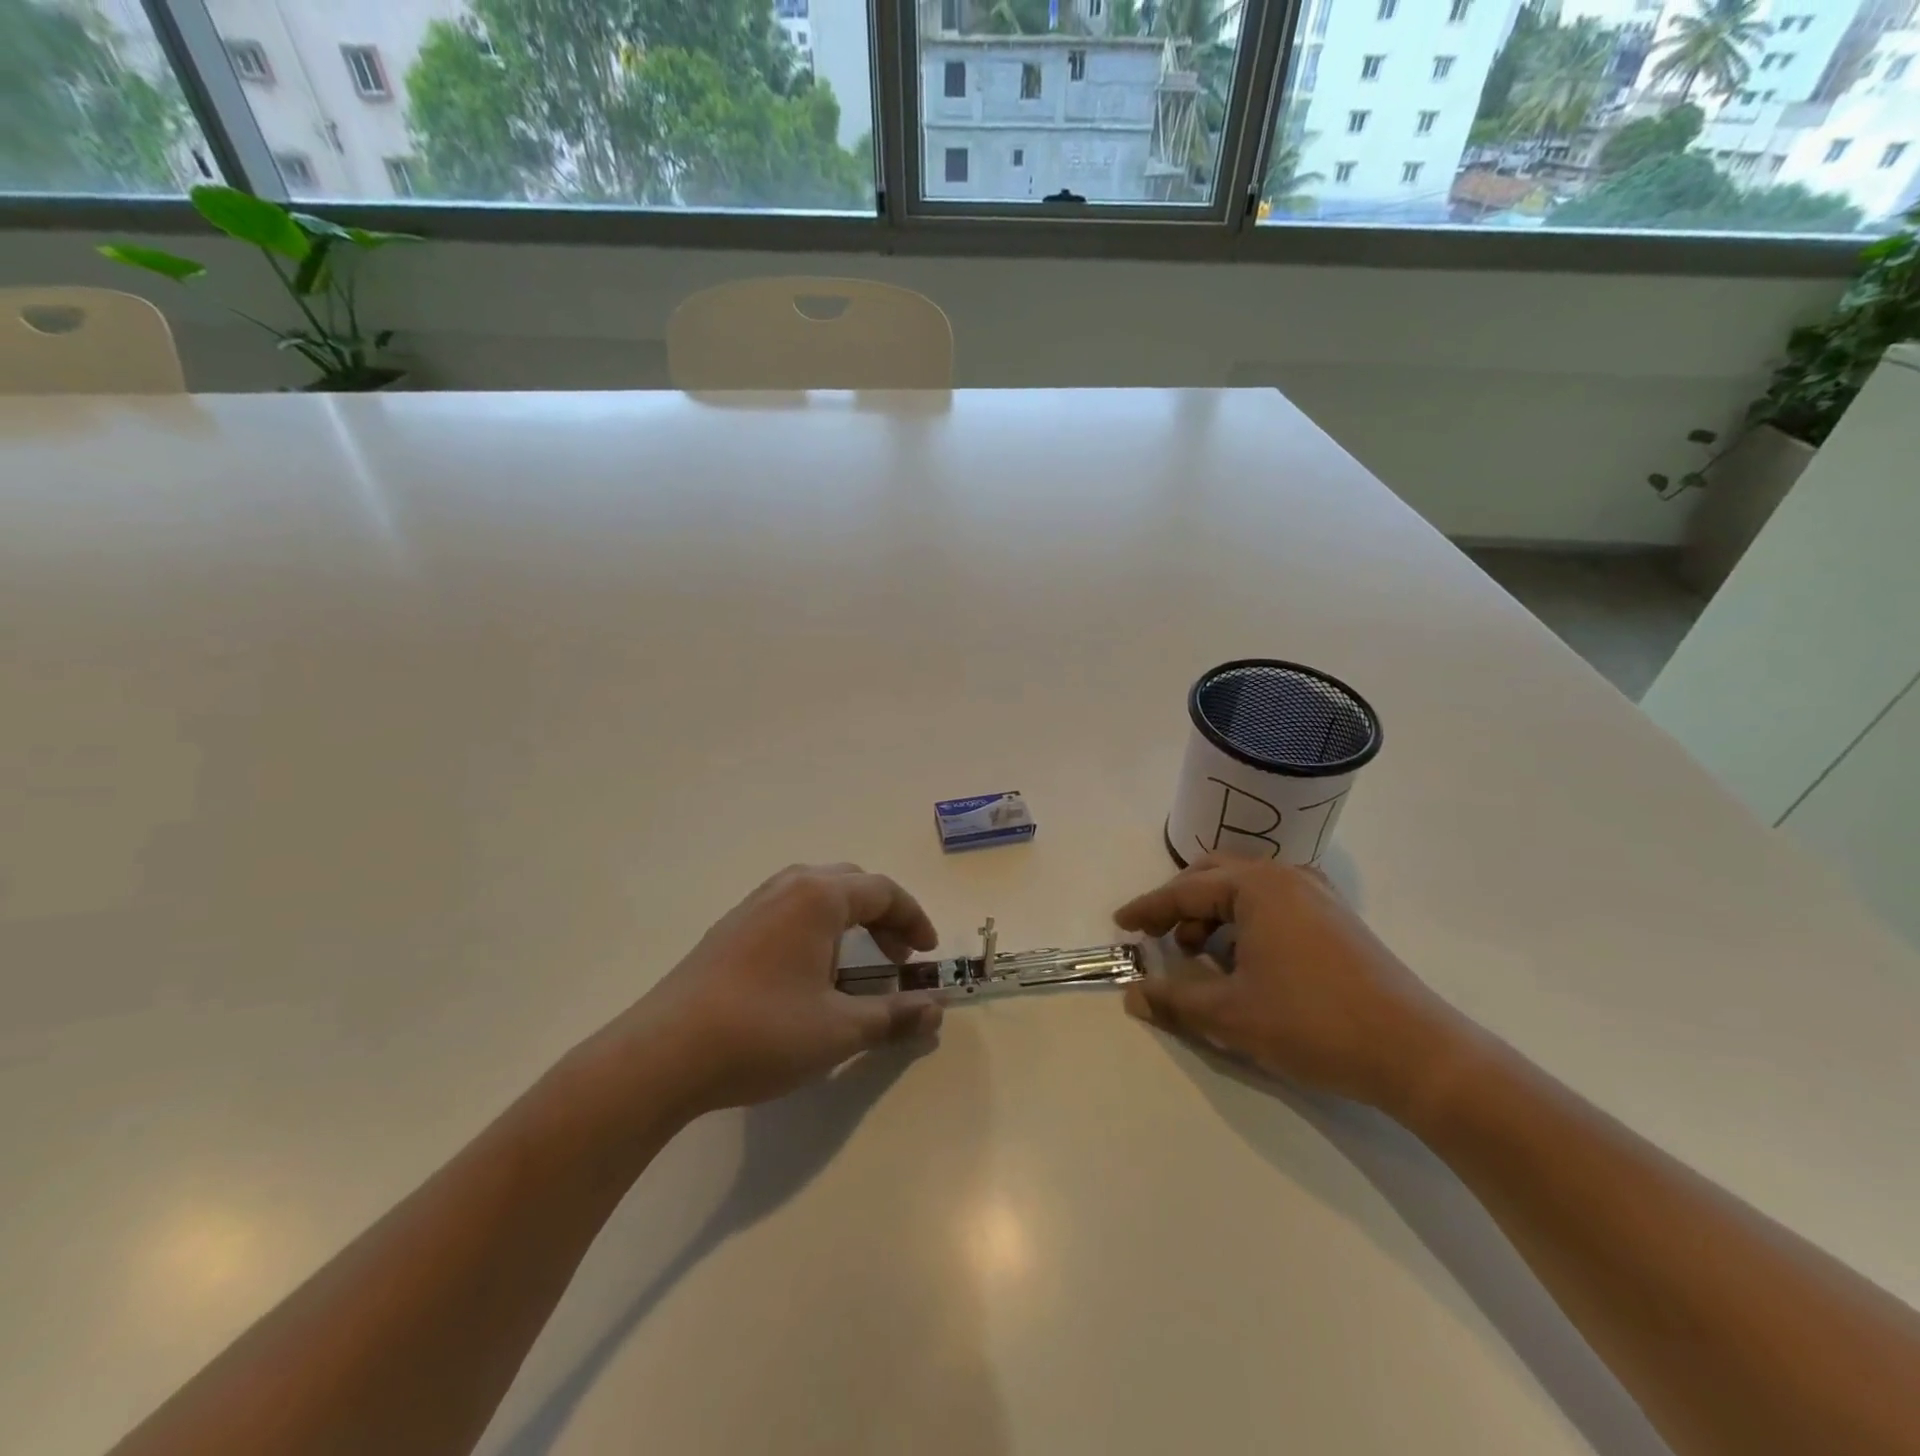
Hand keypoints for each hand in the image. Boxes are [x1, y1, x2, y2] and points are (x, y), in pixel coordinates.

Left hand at [596, 864, 944, 1118]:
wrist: (662, 1055)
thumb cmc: (763, 1032)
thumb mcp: (840, 1029)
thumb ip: (894, 1015)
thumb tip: (936, 1009)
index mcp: (819, 896)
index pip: (883, 891)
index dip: (914, 920)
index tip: (927, 955)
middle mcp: (786, 887)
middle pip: (851, 884)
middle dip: (882, 917)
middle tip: (896, 957)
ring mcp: (752, 905)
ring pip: (815, 895)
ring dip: (847, 921)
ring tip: (854, 965)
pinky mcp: (729, 929)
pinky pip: (788, 911)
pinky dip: (815, 929)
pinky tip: (806, 974)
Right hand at [1114, 856, 1470, 1116]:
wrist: (1417, 1053)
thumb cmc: (1313, 1023)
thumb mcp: (1231, 1015)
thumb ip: (1175, 1000)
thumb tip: (1133, 994)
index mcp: (1256, 887)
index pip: (1184, 891)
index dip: (1147, 909)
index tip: (1119, 924)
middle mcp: (1285, 877)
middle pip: (1213, 875)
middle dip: (1179, 903)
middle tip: (1156, 936)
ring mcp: (1316, 894)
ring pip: (1244, 888)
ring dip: (1212, 913)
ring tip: (1199, 955)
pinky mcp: (1336, 918)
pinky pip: (1272, 902)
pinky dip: (1243, 921)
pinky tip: (1244, 958)